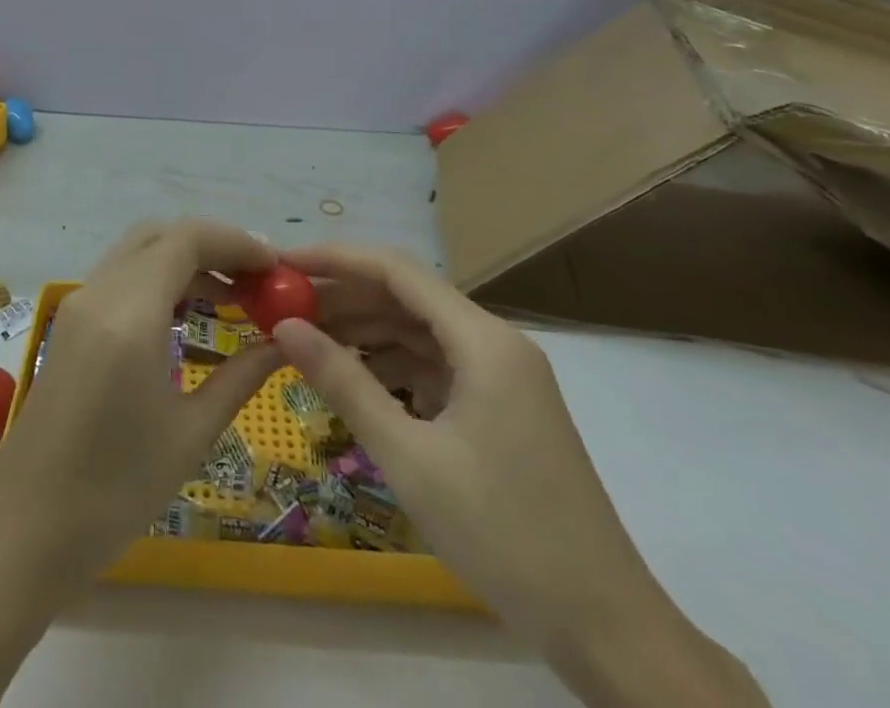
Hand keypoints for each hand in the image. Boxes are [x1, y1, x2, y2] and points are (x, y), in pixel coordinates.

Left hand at [0, 221, 281, 707]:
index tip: (276, 266)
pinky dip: (158, 278)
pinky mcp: (69, 322)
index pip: (187, 239)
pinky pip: (120, 276)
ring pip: (137, 251)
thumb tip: (285, 342)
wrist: (26, 530)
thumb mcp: (190, 434)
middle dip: (212, 246)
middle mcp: (99, 292)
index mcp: (129, 314)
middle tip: (255, 280)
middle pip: (160, 234)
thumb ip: (241, 376)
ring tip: (232, 298)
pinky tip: (187, 316)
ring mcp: (78, 304)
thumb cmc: (115, 491)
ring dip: (184, 260)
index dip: (236, 242)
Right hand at [273, 244, 768, 707]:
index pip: (395, 270)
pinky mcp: (502, 407)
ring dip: (364, 331)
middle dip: (343, 296)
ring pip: (418, 331)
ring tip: (306, 340)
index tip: (282, 263)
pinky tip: (354, 379)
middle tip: (283, 307)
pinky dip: (392, 365)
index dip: (335, 258)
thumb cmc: (504, 536)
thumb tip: (284, 326)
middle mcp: (495, 342)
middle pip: (406, 296)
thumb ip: (343, 382)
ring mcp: (502, 375)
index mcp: (482, 340)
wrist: (607, 630)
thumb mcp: (409, 457)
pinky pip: (435, 365)